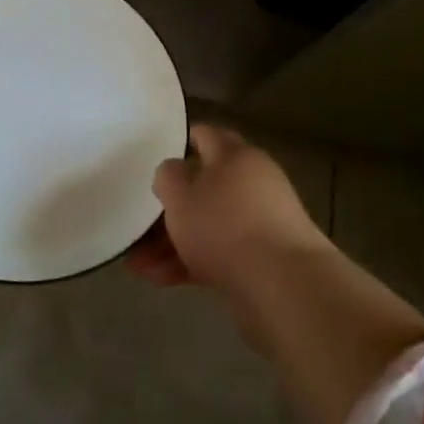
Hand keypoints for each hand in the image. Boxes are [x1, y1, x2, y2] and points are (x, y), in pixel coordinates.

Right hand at [129, 125, 328, 295]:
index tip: (156, 152)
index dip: (182, 140)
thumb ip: (168, 177)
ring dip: (172, 242)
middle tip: (139, 225)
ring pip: (208, 225)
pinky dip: (191, 263)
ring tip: (139, 266)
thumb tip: (174, 171)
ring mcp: (261, 224)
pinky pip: (219, 254)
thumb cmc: (225, 226)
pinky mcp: (263, 261)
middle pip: (204, 187)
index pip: (206, 136)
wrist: (285, 287)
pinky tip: (160, 280)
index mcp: (237, 156)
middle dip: (169, 208)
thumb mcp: (180, 195)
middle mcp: (253, 183)